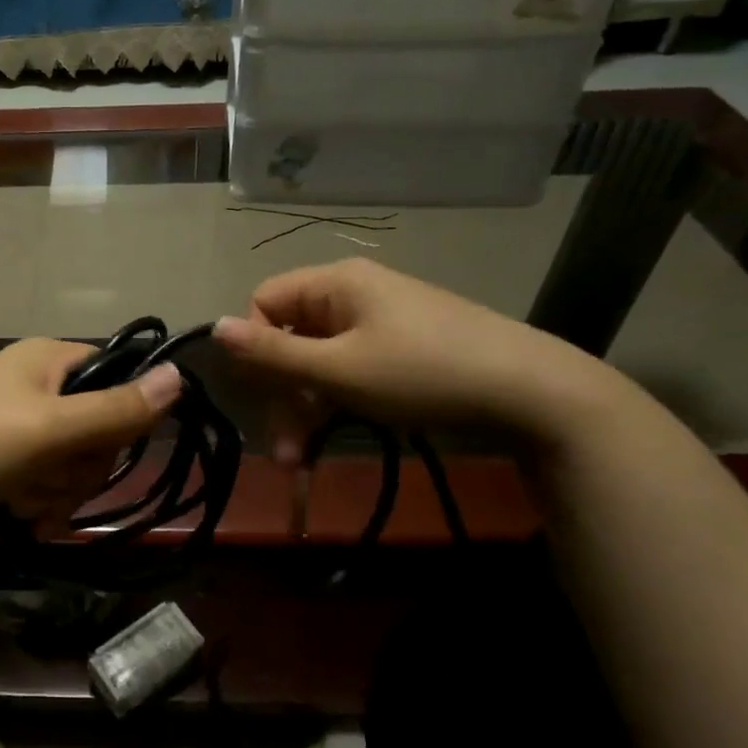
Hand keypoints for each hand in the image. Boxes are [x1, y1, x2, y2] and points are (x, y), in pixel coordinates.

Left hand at [0, 338, 182, 534]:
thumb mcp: (52, 428)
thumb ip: (118, 408)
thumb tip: (181, 376)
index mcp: (48, 358)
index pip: (117, 379)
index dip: (119, 419)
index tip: (100, 448)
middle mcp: (33, 382)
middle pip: (95, 427)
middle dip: (80, 468)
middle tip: (52, 483)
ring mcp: (14, 419)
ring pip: (70, 460)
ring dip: (57, 491)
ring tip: (26, 507)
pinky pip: (42, 477)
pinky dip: (37, 500)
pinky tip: (20, 517)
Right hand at [212, 257, 600, 461]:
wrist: (533, 393)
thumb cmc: (422, 373)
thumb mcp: (339, 369)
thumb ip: (273, 353)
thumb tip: (214, 327)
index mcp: (335, 284)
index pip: (265, 302)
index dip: (254, 346)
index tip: (262, 393)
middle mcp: (353, 295)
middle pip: (291, 338)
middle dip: (281, 396)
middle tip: (284, 452)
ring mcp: (380, 324)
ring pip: (319, 362)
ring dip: (304, 411)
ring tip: (302, 463)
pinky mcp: (401, 351)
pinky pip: (350, 372)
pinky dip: (335, 405)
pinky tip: (331, 441)